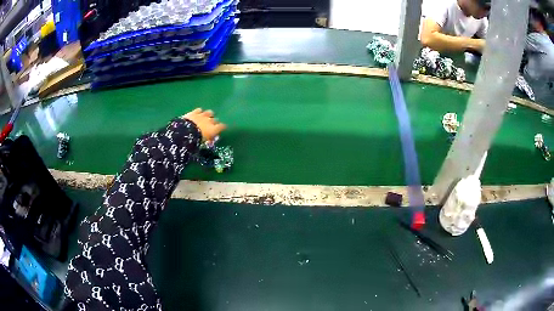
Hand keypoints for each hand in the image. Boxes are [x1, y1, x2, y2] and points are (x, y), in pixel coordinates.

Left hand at [182, 108, 226, 141]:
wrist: (186, 132)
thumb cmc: (196, 140)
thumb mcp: (204, 142)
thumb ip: (208, 139)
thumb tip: (210, 140)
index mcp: (213, 129)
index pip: (222, 126)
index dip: (222, 127)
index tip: (223, 128)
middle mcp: (210, 121)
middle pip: (216, 120)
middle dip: (215, 122)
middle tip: (212, 125)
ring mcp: (202, 115)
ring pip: (209, 112)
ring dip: (209, 115)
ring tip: (207, 117)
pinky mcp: (195, 112)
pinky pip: (199, 110)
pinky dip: (200, 112)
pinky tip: (198, 113)